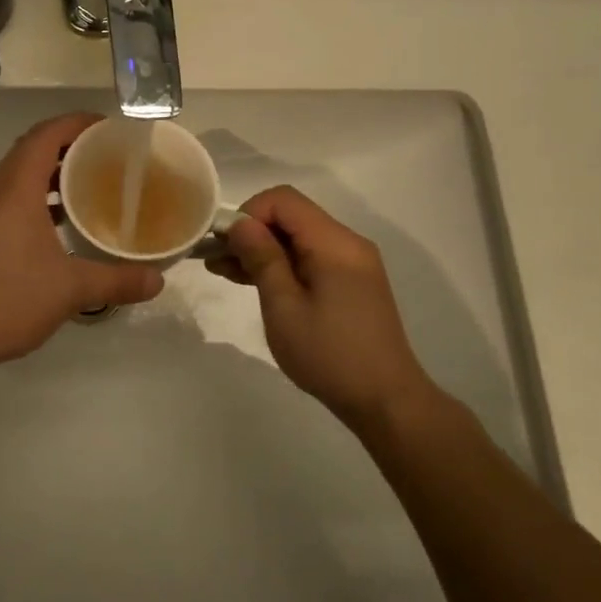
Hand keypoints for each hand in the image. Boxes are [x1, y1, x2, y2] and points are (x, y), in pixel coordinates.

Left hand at [0, 113, 164, 376]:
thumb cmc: (6, 298)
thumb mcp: (70, 289)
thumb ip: (117, 280)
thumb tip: (159, 280)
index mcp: (16, 189)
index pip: (45, 135)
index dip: (76, 123)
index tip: (110, 127)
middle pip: (33, 150)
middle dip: (69, 145)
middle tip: (109, 155)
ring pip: (21, 177)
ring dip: (54, 173)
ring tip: (92, 184)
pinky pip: (14, 200)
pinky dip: (40, 199)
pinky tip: (63, 224)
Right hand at [207, 185, 435, 433]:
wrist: (385, 401)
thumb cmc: (329, 355)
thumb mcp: (284, 307)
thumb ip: (262, 259)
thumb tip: (240, 223)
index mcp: (334, 243)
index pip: (283, 200)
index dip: (248, 213)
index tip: (225, 245)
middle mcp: (347, 244)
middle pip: (291, 216)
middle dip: (251, 232)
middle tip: (215, 260)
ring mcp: (352, 264)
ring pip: (298, 238)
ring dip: (262, 250)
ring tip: (224, 271)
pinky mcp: (350, 283)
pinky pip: (310, 259)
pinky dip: (281, 265)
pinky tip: (253, 282)